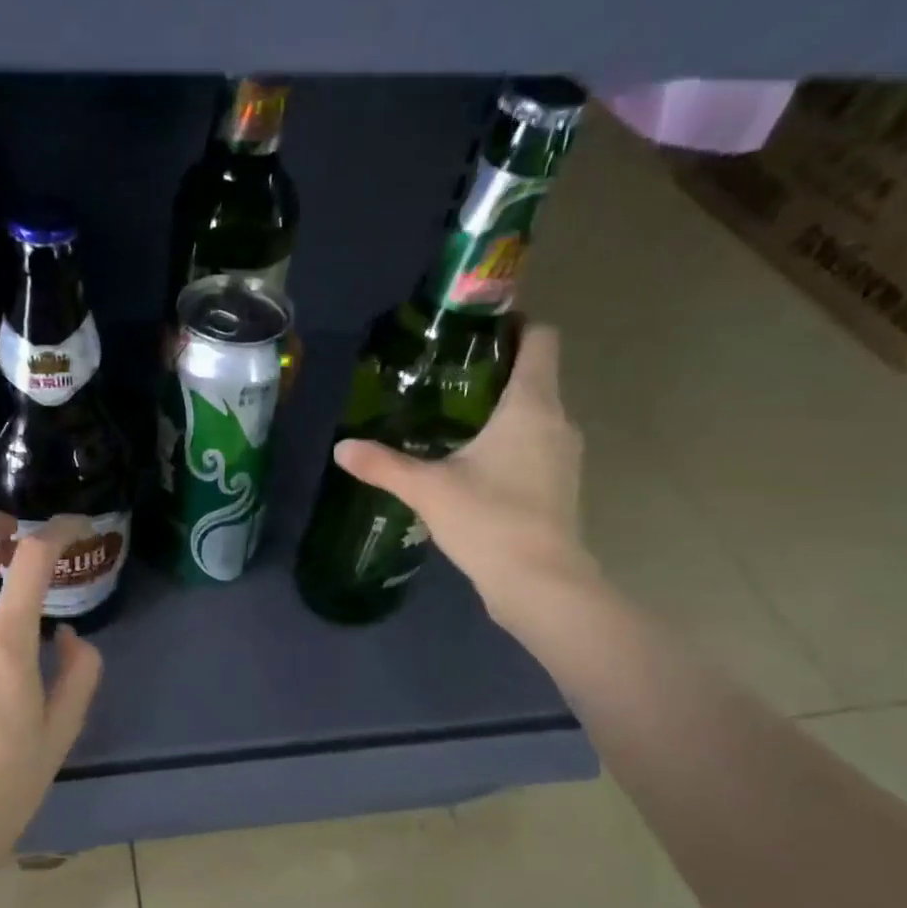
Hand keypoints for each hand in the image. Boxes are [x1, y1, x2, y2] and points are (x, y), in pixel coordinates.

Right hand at [332, 323, 597, 629]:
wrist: (539, 581)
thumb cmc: (489, 520)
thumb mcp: (427, 489)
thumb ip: (383, 465)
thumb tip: (341, 448)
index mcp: (532, 405)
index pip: (540, 339)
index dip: (514, 325)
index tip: (475, 332)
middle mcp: (558, 420)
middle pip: (535, 376)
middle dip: (495, 372)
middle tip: (445, 379)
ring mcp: (564, 455)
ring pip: (535, 414)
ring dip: (502, 411)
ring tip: (454, 423)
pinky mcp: (560, 484)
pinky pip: (536, 445)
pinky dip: (510, 443)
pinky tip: (474, 466)